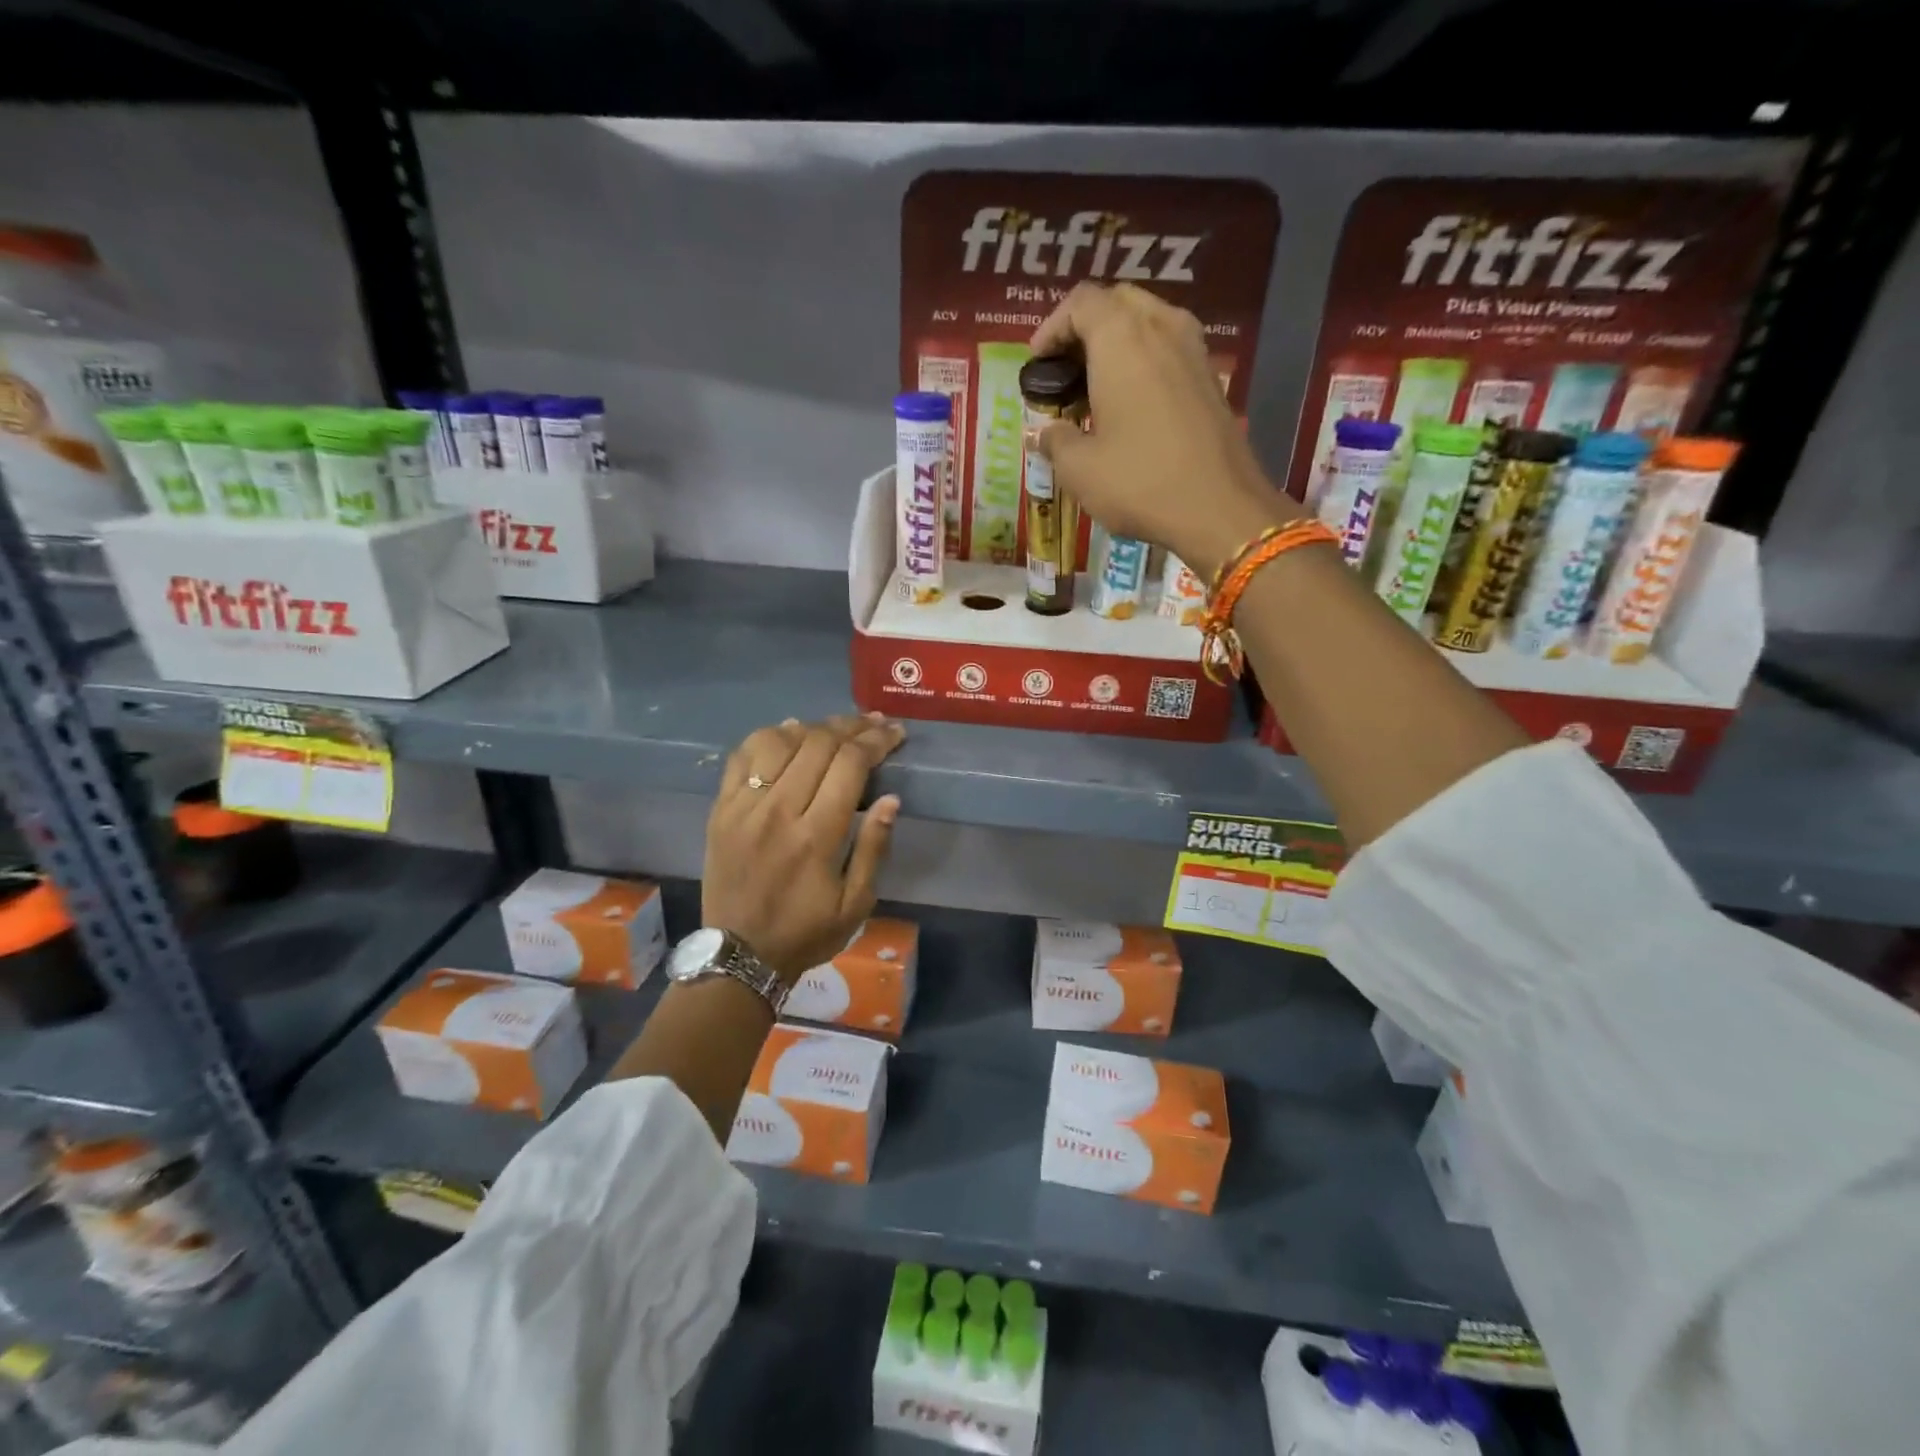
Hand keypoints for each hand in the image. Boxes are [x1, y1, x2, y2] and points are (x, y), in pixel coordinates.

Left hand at [704, 713, 904, 981]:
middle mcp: (778, 811)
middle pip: (818, 743)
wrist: (738, 955)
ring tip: (835, 729)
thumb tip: (892, 799)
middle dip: (852, 726)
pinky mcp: (721, 808)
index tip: (895, 733)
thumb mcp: (856, 904)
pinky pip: (742, 755)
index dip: (876, 740)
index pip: (850, 764)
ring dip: (812, 727)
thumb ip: (874, 848)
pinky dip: (768, 736)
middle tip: (874, 724)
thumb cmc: (806, 932)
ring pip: (779, 740)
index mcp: (816, 836)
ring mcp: (744, 806)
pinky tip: (789, 733)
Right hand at [1030, 283, 1297, 577]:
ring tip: (1094, 386)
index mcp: (1122, 339)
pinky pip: (1169, 349)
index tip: (1037, 364)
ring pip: (1148, 322)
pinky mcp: (1210, 378)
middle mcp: (1161, 328)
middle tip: (1064, 370)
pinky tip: (1130, 404)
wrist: (1219, 509)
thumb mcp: (1080, 469)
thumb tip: (1044, 433)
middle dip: (1085, 328)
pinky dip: (1144, 361)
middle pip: (1117, 302)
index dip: (1052, 328)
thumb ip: (1055, 441)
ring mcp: (1193, 350)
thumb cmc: (1140, 482)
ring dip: (1117, 343)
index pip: (1081, 302)